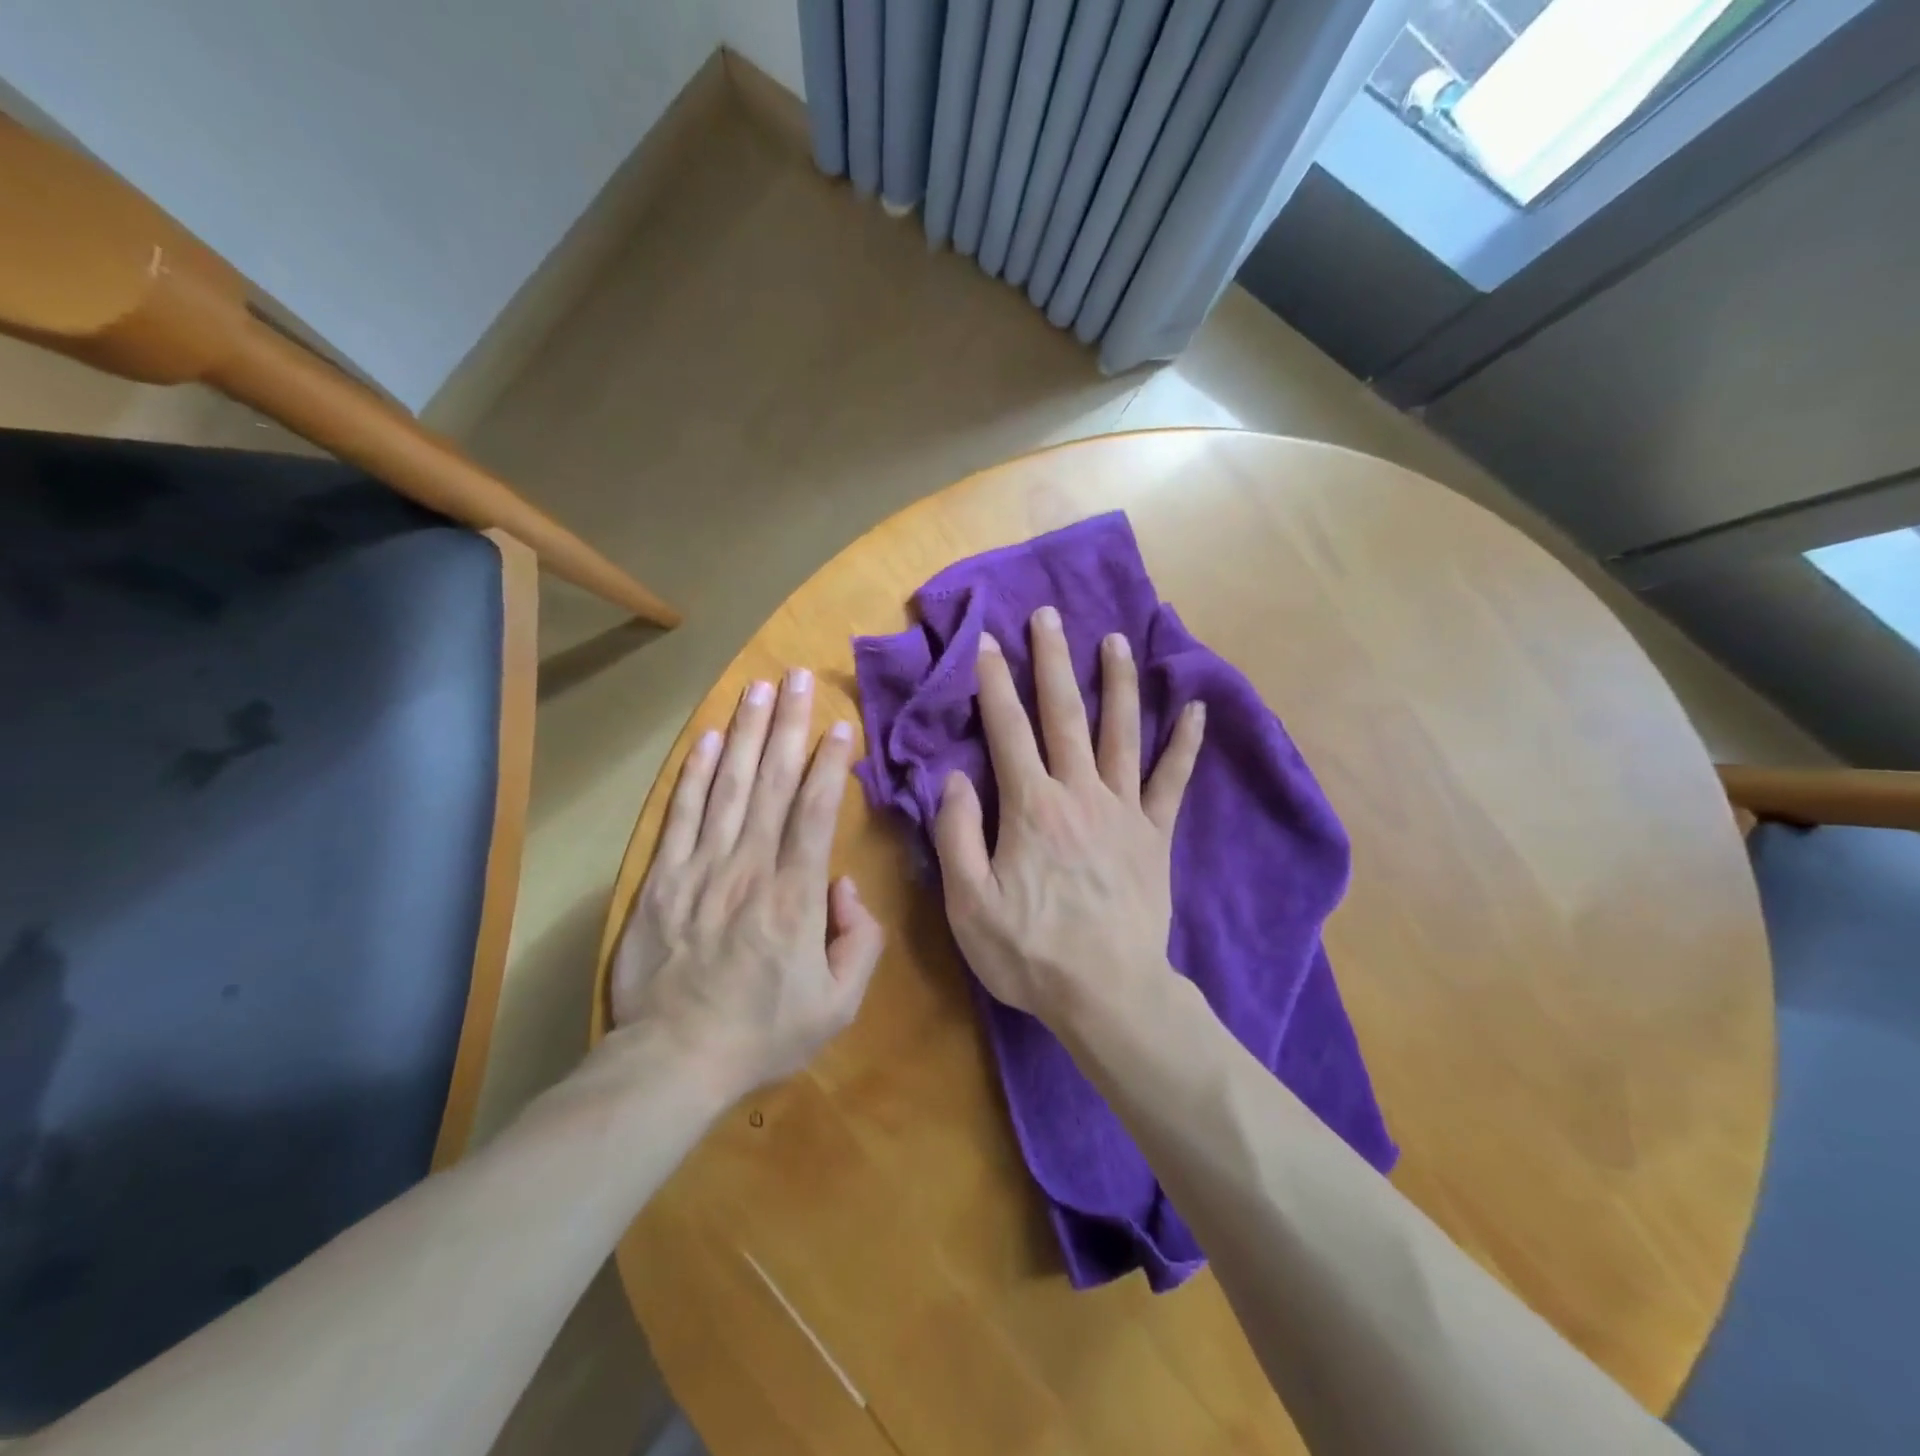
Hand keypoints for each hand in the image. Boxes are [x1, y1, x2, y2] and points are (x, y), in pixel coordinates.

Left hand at [608, 669, 883, 1099]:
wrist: (673, 1061)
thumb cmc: (763, 1033)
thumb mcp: (838, 1005)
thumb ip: (859, 941)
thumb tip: (846, 886)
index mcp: (796, 896)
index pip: (816, 811)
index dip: (830, 763)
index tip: (841, 725)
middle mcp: (750, 868)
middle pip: (773, 783)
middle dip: (789, 725)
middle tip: (799, 678)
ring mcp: (701, 869)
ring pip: (730, 787)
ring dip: (746, 734)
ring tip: (758, 689)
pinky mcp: (662, 880)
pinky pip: (682, 816)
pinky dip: (696, 775)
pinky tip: (709, 739)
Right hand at [934, 606, 1203, 1028]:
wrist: (1108, 995)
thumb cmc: (1030, 952)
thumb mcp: (968, 903)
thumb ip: (956, 834)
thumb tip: (953, 777)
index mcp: (1030, 806)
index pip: (1007, 729)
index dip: (993, 682)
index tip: (986, 641)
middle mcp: (1079, 793)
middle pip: (1064, 714)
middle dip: (1052, 660)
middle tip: (1047, 615)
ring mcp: (1123, 811)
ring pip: (1121, 733)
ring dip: (1116, 683)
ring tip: (1114, 640)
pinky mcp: (1155, 835)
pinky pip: (1173, 781)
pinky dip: (1185, 744)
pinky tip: (1195, 709)